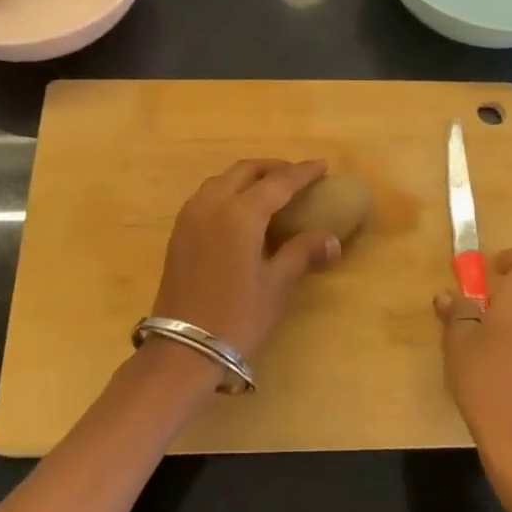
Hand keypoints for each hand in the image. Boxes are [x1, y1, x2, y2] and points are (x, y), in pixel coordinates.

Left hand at [150, 159, 341, 365]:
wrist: (184, 346)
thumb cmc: (237, 315)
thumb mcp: (276, 285)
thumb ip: (302, 253)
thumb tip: (332, 240)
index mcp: (240, 214)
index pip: (278, 182)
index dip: (302, 172)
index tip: (322, 165)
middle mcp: (212, 204)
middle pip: (245, 171)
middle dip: (273, 168)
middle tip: (296, 176)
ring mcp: (191, 216)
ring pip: (222, 180)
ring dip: (247, 177)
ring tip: (269, 189)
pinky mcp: (179, 231)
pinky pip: (206, 195)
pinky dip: (228, 190)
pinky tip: (239, 210)